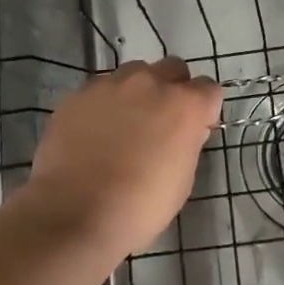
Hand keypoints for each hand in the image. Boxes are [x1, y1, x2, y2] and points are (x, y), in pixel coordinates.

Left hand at [24, 58, 222, 254]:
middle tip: (160, 121)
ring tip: (122, 125)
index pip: (209, 88)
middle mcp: (150, 83)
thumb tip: (185, 129)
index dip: (203, 108)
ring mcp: (110, 85)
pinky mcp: (78, 94)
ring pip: (133, 73)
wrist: (74, 215)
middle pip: (172, 68)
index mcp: (184, 105)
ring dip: (136, 92)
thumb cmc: (140, 207)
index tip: (195, 127)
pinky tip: (93, 133)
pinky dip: (103, 105)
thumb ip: (188, 141)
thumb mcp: (182, 179)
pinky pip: (100, 89)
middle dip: (172, 88)